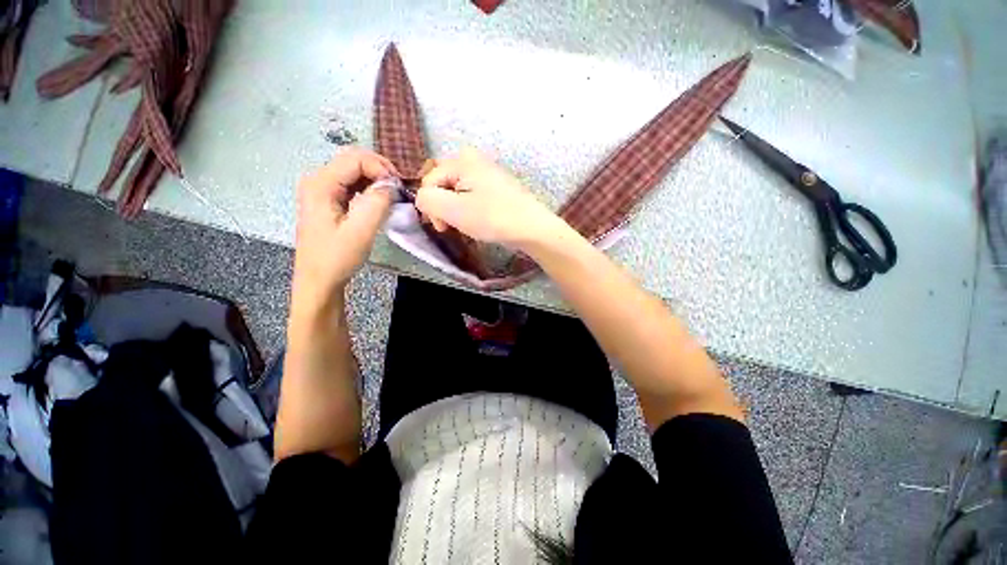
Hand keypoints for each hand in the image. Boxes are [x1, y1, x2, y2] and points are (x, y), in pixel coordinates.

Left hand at [291, 148, 395, 312]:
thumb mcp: (361, 231)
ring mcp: (321, 190)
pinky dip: (369, 187)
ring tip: (393, 194)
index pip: (355, 159)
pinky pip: (351, 183)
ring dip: (376, 178)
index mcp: (321, 184)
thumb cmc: (337, 258)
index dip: (381, 168)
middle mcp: (317, 180)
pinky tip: (379, 199)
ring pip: (353, 170)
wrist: (319, 280)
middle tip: (399, 189)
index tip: (399, 188)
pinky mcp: (328, 200)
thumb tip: (392, 185)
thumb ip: (377, 203)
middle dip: (380, 170)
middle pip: (353, 160)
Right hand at [416, 148, 563, 248]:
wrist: (533, 228)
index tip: (443, 227)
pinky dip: (470, 209)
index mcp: (462, 160)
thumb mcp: (454, 210)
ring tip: (469, 225)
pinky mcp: (497, 187)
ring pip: (457, 192)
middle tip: (454, 226)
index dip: (431, 206)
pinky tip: (480, 221)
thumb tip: (423, 199)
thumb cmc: (493, 218)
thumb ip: (428, 200)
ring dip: (456, 210)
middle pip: (443, 184)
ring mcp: (488, 173)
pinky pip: (472, 195)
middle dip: (444, 207)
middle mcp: (474, 160)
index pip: (429, 181)